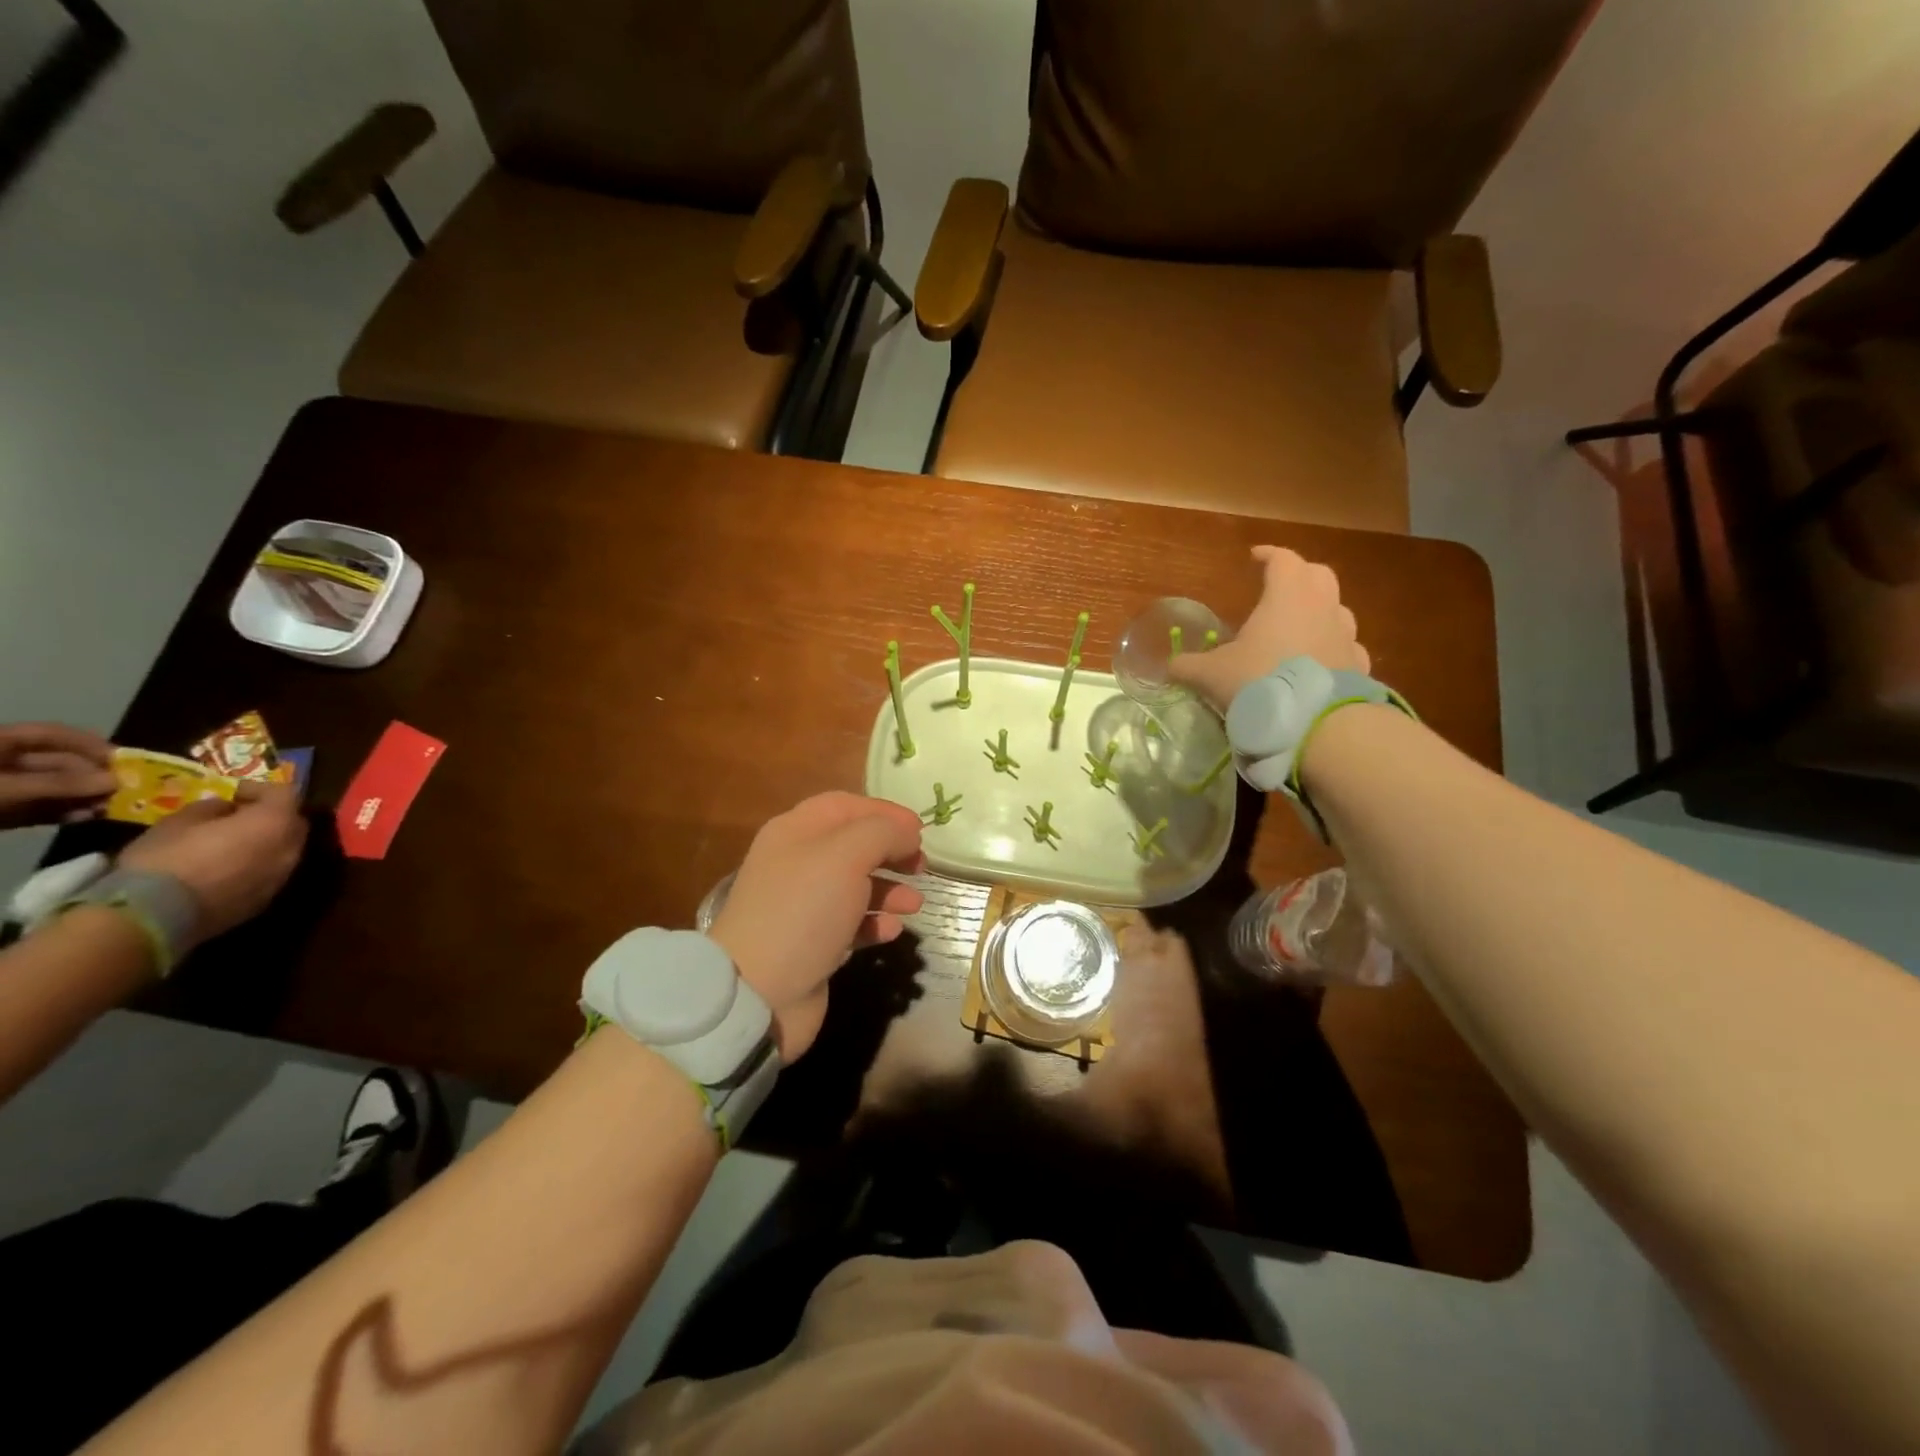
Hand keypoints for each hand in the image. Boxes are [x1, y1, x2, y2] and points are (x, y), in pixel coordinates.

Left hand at [0, 723, 114, 828]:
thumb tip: (117, 781)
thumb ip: (59, 784)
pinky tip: (86, 818)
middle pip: (58, 764)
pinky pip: (40, 808)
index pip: (51, 734)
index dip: (89, 743)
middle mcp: (4, 762)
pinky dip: (65, 813)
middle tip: (124, 790)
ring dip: (84, 797)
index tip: (124, 759)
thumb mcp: (6, 787)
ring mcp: (3, 789)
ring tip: (110, 807)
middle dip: (92, 777)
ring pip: (54, 788)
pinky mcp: (2, 813)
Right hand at [117, 783, 307, 948]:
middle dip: (270, 815)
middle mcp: (290, 848)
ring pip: (285, 849)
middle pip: (292, 822)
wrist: (155, 917)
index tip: (234, 793)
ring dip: (266, 841)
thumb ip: (211, 808)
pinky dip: (258, 865)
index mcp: (275, 823)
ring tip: (231, 842)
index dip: (260, 789)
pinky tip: (227, 869)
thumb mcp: (178, 821)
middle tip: (237, 816)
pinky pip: (271, 873)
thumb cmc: (166, 859)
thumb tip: (225, 809)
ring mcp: (283, 877)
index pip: (285, 794)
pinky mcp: (267, 900)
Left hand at [708, 792, 923, 1059]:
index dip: (884, 812)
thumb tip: (907, 833)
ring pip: (855, 886)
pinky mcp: (812, 944)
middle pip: (853, 845)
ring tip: (914, 905)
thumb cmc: (804, 910)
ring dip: (889, 891)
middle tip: (921, 866)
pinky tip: (890, 931)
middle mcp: (796, 863)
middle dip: (890, 852)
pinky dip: (874, 923)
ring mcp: (802, 906)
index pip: (845, 806)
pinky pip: (850, 924)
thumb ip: (883, 833)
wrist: (759, 992)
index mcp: (796, 831)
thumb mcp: (847, 855)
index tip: (920, 830)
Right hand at [1168, 545, 1369, 711]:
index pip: (1283, 560)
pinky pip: (1347, 648)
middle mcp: (1322, 607)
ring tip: (1299, 628)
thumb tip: (1169, 666)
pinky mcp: (1358, 666)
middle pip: (1318, 575)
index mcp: (1287, 596)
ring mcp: (1346, 636)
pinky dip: (1333, 649)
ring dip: (1320, 612)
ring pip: (1338, 609)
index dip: (1268, 555)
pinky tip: (1320, 664)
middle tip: (1280, 587)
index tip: (1254, 557)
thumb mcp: (1211, 674)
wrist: (1315, 722)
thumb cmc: (1259, 681)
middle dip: (1299, 575)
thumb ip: (1188, 666)